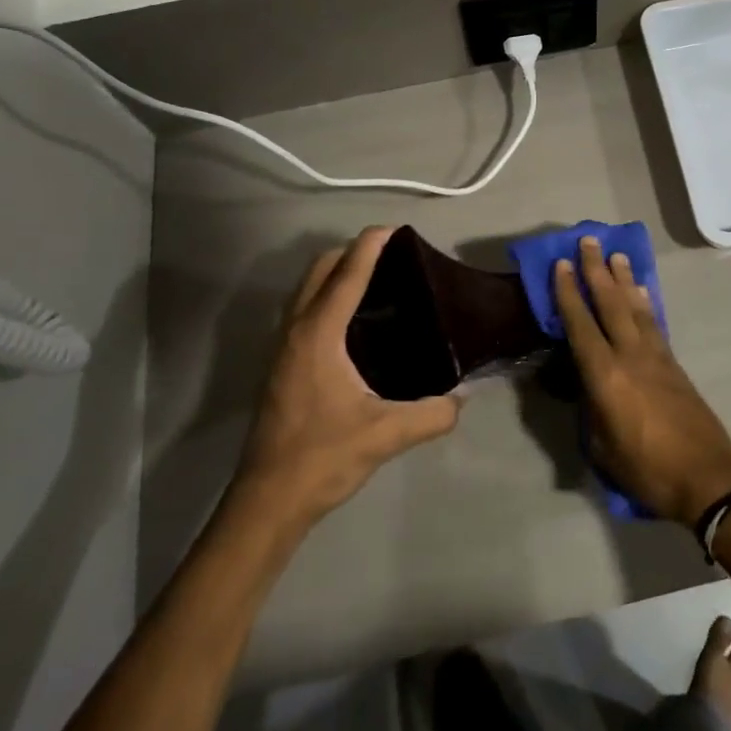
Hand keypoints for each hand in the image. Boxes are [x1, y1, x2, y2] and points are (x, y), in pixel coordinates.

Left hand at [233, 228, 461, 528]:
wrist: (267, 501)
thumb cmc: (322, 458)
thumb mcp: (386, 435)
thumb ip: (432, 414)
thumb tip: (462, 399)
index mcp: (319, 334)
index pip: (347, 274)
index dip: (371, 245)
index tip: (396, 229)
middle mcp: (296, 330)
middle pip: (320, 270)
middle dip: (352, 252)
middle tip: (392, 258)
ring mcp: (282, 347)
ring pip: (307, 289)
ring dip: (336, 274)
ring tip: (377, 283)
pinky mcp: (280, 366)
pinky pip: (304, 310)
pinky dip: (327, 297)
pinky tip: (354, 324)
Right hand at [553, 236, 730, 527]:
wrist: (708, 478)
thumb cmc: (647, 469)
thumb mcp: (602, 448)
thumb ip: (590, 410)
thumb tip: (586, 387)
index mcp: (605, 376)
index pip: (580, 324)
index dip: (568, 293)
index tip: (560, 264)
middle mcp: (630, 355)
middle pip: (610, 303)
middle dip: (596, 270)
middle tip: (588, 241)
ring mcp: (656, 356)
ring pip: (635, 307)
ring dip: (623, 279)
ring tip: (616, 255)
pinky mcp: (674, 364)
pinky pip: (654, 322)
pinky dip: (645, 302)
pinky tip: (642, 292)